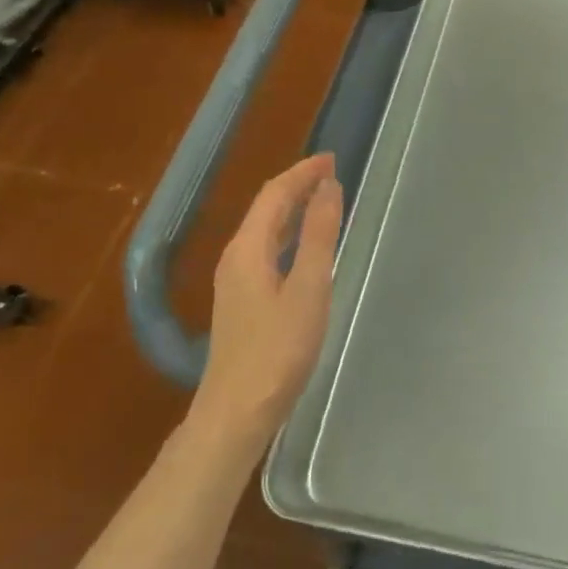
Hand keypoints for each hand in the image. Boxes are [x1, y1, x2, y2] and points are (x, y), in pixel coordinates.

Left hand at [194, 155, 343, 443]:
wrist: (238, 409)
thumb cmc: (278, 349)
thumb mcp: (308, 289)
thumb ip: (319, 236)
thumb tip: (328, 187)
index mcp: (248, 248)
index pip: (274, 194)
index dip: (302, 173)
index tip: (332, 159)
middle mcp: (236, 257)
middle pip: (266, 209)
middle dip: (297, 186)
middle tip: (331, 174)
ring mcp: (235, 281)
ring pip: (265, 230)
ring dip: (292, 210)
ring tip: (322, 200)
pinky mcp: (242, 301)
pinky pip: (266, 250)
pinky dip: (288, 235)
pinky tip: (303, 248)